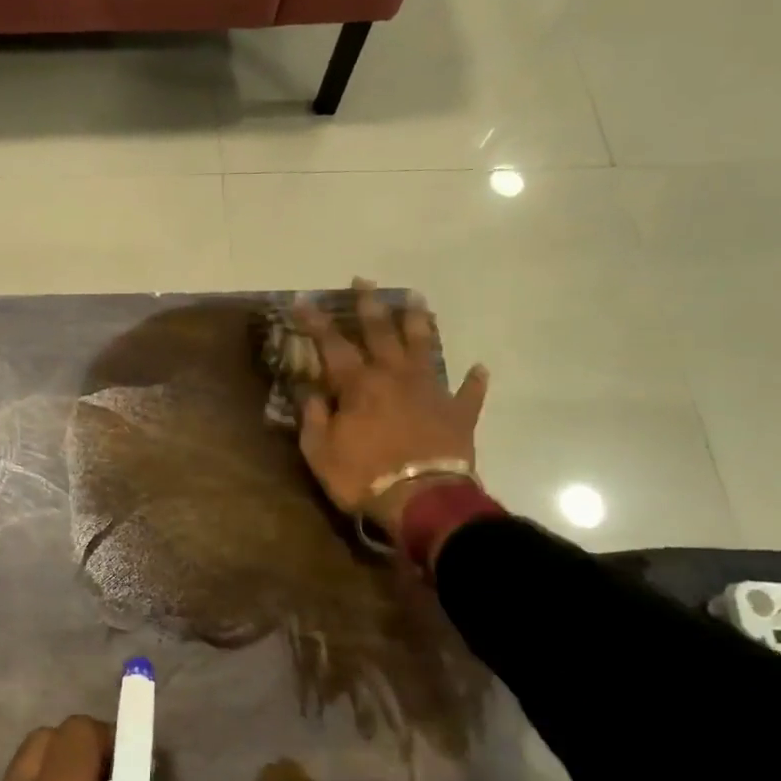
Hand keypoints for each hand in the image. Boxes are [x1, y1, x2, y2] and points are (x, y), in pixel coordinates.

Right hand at [294, 280, 488, 536]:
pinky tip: (478, 368)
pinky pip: (468, 392)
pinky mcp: (458, 414)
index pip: (331, 344)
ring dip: (419, 323)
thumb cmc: (362, 475)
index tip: (302, 300)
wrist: (422, 500)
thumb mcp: (319, 450)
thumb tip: (311, 392)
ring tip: (417, 299)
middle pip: (381, 332)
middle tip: (364, 281)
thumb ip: (314, 416)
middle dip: (369, 305)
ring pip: (425, 348)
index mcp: (358, 384)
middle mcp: (395, 377)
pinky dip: (473, 380)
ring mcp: (431, 392)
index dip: (315, 321)